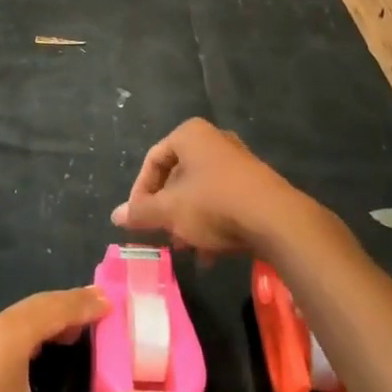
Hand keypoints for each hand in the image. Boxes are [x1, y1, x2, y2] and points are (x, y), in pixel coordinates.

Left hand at [0, 288, 169, 391]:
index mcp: (4, 337)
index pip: (54, 305)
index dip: (86, 302)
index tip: (116, 301)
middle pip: (33, 311)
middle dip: (68, 312)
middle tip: (104, 319)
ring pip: (13, 328)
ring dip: (46, 328)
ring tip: (78, 338)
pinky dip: (26, 345)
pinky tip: (37, 367)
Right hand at [111, 118, 306, 257]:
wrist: (276, 220)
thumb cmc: (213, 204)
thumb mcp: (170, 211)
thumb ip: (141, 212)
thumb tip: (115, 215)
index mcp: (190, 135)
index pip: (153, 159)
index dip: (140, 191)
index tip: (137, 219)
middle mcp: (215, 141)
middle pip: (178, 176)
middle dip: (167, 209)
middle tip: (161, 234)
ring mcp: (238, 162)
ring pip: (201, 192)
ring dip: (188, 221)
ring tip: (185, 249)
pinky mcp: (256, 185)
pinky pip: (223, 201)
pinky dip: (212, 224)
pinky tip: (209, 255)